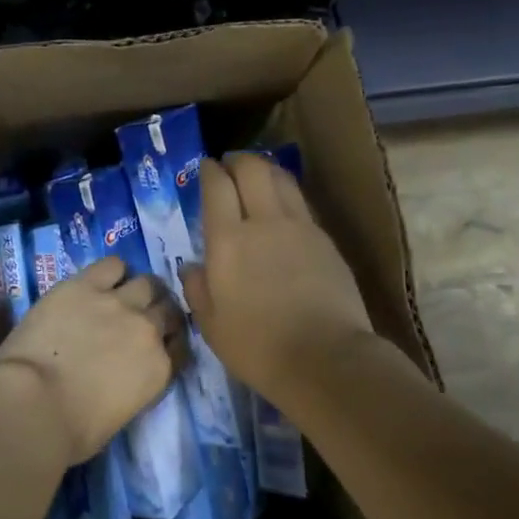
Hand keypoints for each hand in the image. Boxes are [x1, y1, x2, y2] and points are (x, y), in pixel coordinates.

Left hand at [0, 255, 185, 462]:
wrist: (33, 405)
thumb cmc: (71, 431)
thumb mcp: (119, 417)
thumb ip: (132, 388)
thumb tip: (120, 378)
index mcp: (159, 370)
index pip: (180, 347)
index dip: (170, 342)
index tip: (159, 344)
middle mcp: (147, 330)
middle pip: (168, 309)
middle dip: (160, 312)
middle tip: (142, 317)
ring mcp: (118, 303)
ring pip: (147, 283)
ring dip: (141, 289)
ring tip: (126, 294)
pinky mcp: (85, 285)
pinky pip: (111, 265)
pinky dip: (112, 271)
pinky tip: (100, 279)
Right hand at [182, 154, 373, 401]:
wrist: (325, 358)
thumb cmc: (258, 347)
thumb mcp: (211, 326)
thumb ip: (198, 289)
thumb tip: (193, 267)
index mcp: (228, 240)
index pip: (217, 186)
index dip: (210, 171)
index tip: (206, 168)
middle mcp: (264, 222)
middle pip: (253, 169)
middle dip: (238, 160)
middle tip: (230, 165)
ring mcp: (300, 228)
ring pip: (282, 179)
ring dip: (266, 170)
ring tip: (258, 176)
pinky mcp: (326, 240)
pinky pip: (301, 204)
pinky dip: (287, 195)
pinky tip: (284, 209)